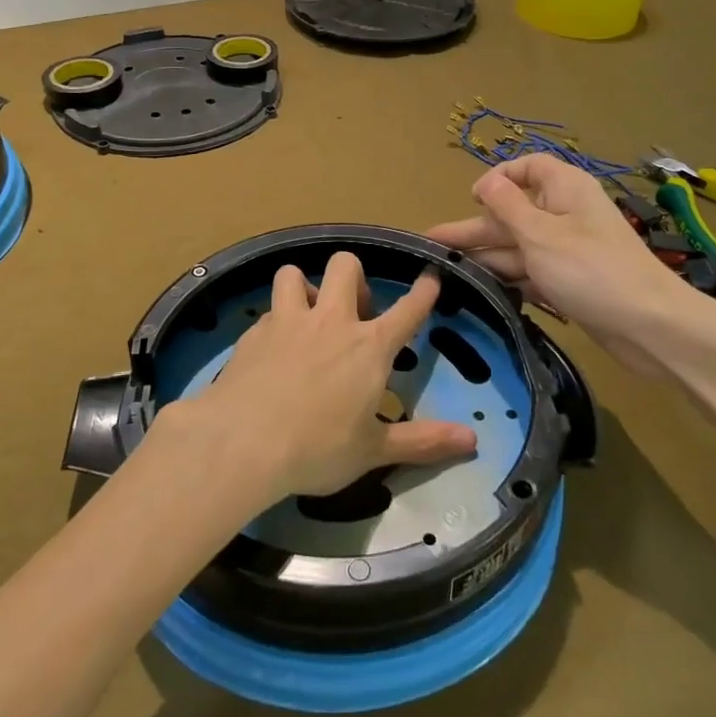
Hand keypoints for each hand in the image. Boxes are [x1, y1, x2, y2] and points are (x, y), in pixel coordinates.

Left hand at [157, 252, 477, 504]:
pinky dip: (275, 321)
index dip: (423, 292)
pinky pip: (269, 309)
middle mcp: (331, 321)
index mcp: (369, 347)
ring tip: (305, 315)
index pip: (407, 310)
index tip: (430, 277)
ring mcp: (288, 321)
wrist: (243, 442)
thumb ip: (423, 441)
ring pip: (295, 273)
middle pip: (346, 265)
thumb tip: (473, 440)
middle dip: (354, 277)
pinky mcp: (254, 332)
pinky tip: (272, 348)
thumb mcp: (374, 451)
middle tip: (353, 310)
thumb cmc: (318, 448)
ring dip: (305, 287)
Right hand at [427, 156, 700, 377]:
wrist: (649, 326)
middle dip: (475, 229)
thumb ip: (507, 206)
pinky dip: (509, 279)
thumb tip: (485, 181)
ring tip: (445, 272)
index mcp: (564, 189)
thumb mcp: (540, 234)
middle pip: (513, 213)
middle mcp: (565, 214)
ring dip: (486, 257)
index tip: (472, 200)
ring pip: (519, 246)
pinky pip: (531, 273)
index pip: (527, 168)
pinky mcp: (570, 282)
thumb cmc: (591, 270)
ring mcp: (569, 250)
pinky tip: (479, 291)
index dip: (498, 178)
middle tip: (433, 246)